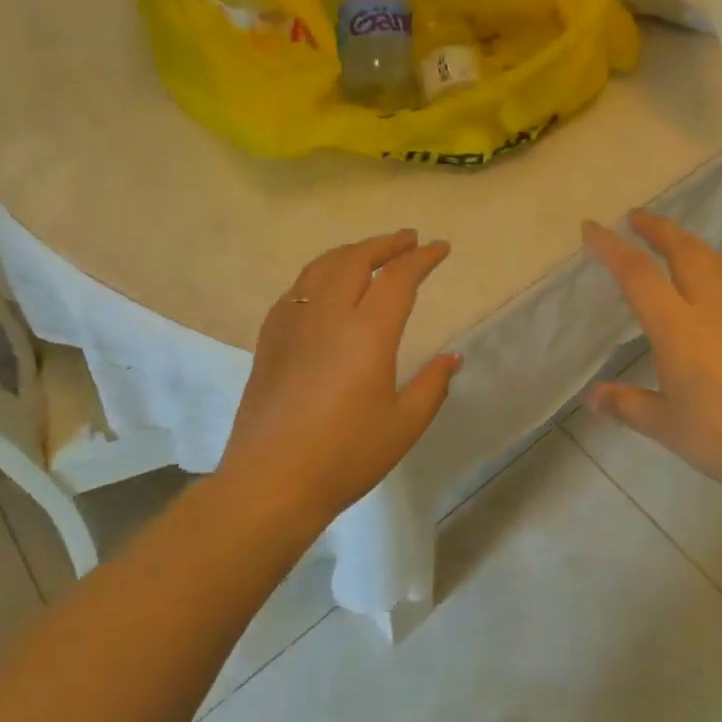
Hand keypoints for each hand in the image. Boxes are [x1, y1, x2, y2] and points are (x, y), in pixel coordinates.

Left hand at [222, 230, 461, 527]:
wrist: (270, 481)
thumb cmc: (345, 456)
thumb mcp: (403, 425)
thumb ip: (432, 385)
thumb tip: (452, 357)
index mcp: (367, 332)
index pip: (399, 278)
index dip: (422, 258)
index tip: (440, 248)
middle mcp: (328, 315)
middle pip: (356, 259)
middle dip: (385, 244)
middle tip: (407, 240)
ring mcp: (293, 323)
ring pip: (321, 267)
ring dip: (351, 252)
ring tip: (370, 253)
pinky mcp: (269, 338)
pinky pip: (296, 288)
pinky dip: (319, 274)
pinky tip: (324, 286)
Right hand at [582, 211, 721, 507]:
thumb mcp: (666, 427)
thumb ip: (626, 404)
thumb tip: (590, 396)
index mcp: (678, 328)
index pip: (637, 275)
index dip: (611, 248)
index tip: (592, 227)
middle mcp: (711, 307)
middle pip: (682, 251)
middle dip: (657, 229)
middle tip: (636, 216)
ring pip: (715, 259)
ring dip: (690, 241)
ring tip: (675, 238)